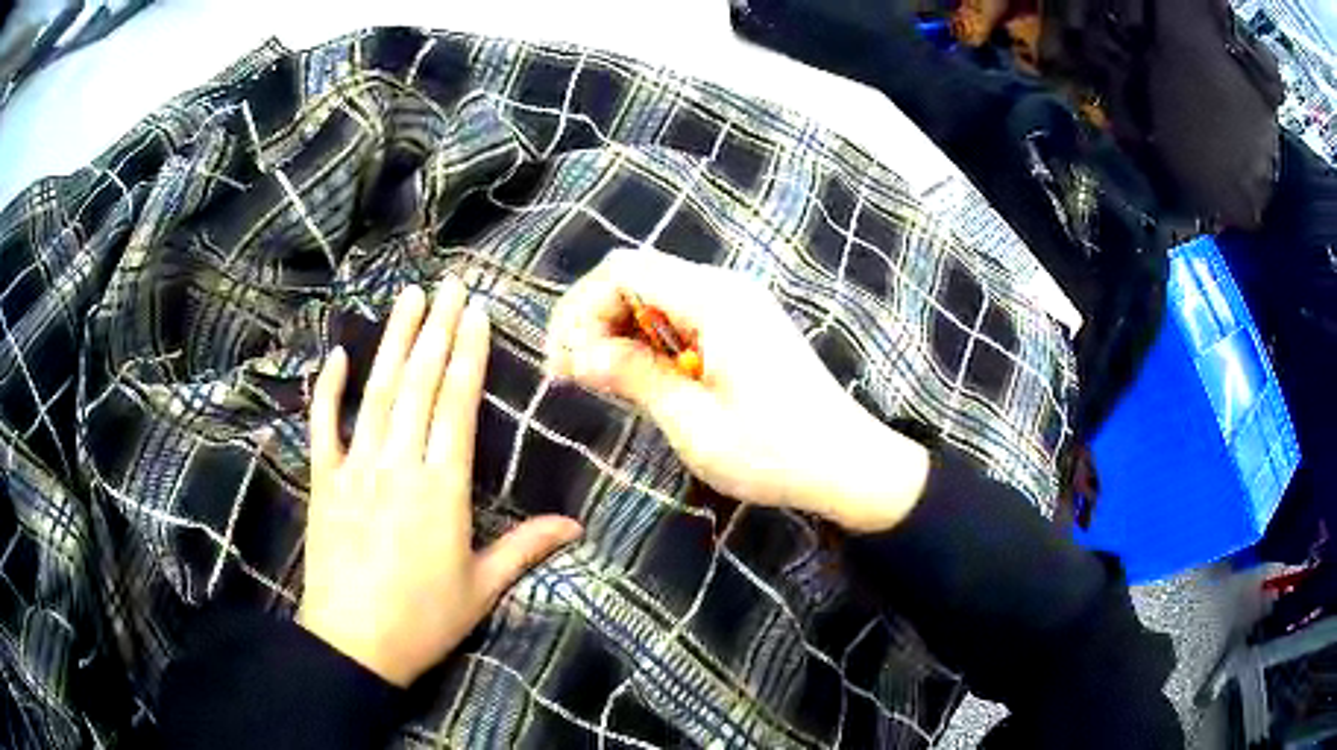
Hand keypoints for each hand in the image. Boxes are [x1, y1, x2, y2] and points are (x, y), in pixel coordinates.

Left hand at [301, 280, 582, 686]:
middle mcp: (398, 465)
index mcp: (441, 488)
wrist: (354, 644)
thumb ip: (525, 548)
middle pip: (419, 383)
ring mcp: (355, 468)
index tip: (475, 312)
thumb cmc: (423, 620)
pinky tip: (337, 355)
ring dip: (393, 341)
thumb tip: (576, 528)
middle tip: (448, 283)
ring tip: (407, 297)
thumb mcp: (481, 588)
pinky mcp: (324, 482)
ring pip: (376, 392)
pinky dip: (328, 389)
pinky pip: (323, 426)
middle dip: (436, 328)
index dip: (467, 354)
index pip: (456, 404)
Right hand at [546, 249, 928, 532]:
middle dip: (595, 319)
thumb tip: (578, 355)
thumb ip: (633, 376)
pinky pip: (680, 315)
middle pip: (636, 275)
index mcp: (714, 300)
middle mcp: (726, 287)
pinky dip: (650, 340)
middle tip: (574, 375)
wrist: (848, 464)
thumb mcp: (693, 422)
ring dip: (620, 330)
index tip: (564, 364)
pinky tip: (644, 378)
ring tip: (603, 381)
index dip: (581, 310)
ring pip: (655, 294)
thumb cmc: (773, 452)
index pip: (623, 271)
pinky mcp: (744, 325)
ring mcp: (739, 304)